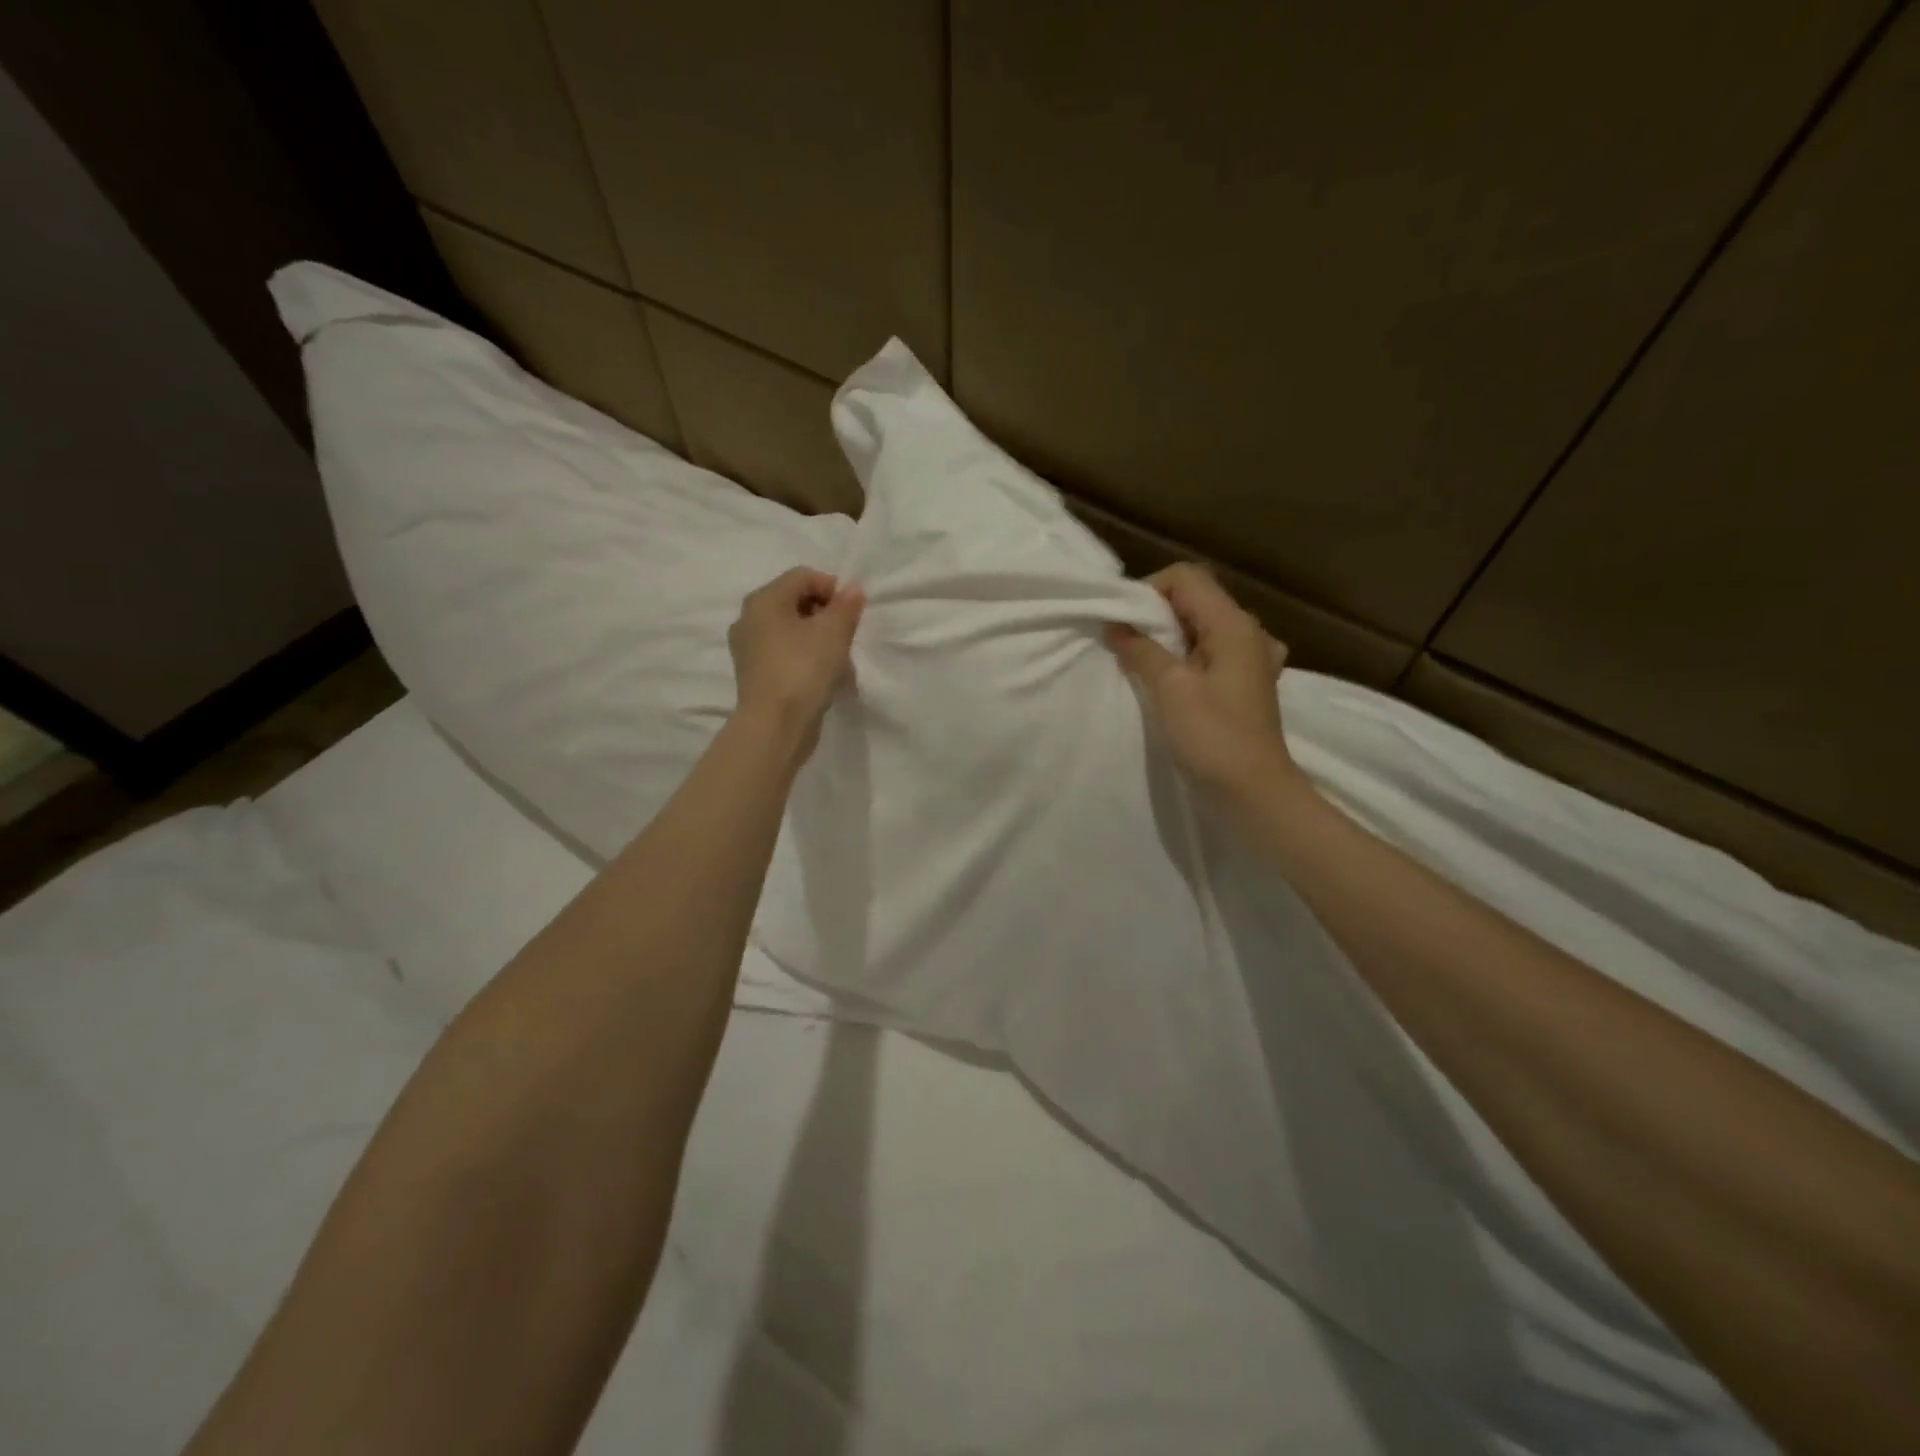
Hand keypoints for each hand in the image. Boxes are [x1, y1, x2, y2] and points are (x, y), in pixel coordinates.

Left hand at [728, 568, 864, 755]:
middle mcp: (749, 619)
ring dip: (819, 641)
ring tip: (839, 664)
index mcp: (764, 600)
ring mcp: (748, 649)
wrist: (775, 726)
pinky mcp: (755, 675)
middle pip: (796, 603)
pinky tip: (824, 679)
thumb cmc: (804, 669)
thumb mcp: (834, 632)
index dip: (832, 589)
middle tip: (846, 637)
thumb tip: (852, 590)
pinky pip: (785, 655)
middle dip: (827, 616)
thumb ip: (846, 606)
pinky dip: (806, 660)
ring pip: (792, 632)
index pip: (803, 576)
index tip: (851, 614)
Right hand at [1107, 563, 1293, 794]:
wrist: (1254, 793)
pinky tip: (1174, 680)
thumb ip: (1142, 650)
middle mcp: (1248, 632)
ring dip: (1168, 637)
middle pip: (1195, 599)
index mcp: (1234, 624)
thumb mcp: (1171, 689)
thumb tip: (1116, 624)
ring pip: (1201, 627)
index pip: (1185, 578)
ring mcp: (1251, 658)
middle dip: (1154, 614)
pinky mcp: (1245, 683)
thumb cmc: (1213, 738)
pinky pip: (1210, 653)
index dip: (1148, 590)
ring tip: (1143, 663)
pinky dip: (1186, 657)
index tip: (1122, 622)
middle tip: (1125, 643)